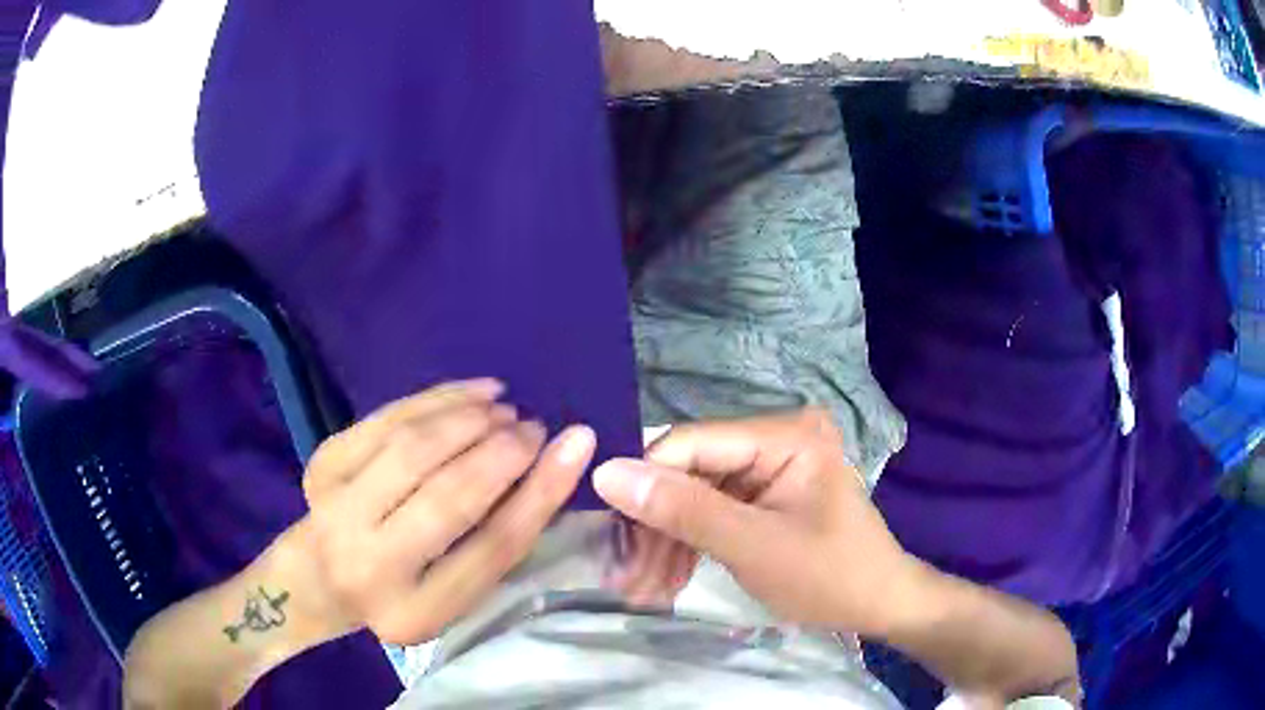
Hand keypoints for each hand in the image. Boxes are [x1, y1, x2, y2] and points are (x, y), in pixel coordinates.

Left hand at [290, 379, 595, 644]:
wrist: (317, 580)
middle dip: (503, 451)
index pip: (493, 548)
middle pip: (450, 496)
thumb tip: (556, 462)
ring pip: (415, 448)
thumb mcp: (454, 590)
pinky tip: (473, 393)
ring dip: (470, 419)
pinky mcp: (323, 465)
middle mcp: (371, 567)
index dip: (540, 491)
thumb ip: (499, 540)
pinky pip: (388, 419)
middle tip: (534, 427)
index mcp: (417, 613)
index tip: (575, 444)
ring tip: (504, 410)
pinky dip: (437, 398)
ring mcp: (337, 510)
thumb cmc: (401, 592)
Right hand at [594, 409, 917, 635]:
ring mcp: (768, 466)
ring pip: (693, 497)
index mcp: (784, 433)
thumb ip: (683, 511)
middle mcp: (773, 437)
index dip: (643, 484)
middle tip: (625, 578)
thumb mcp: (753, 547)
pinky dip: (688, 547)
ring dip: (666, 544)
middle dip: (655, 528)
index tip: (607, 533)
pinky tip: (667, 580)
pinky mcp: (763, 493)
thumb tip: (607, 474)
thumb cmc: (829, 576)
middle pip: (688, 473)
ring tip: (642, 590)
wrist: (879, 604)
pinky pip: (711, 512)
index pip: (689, 444)